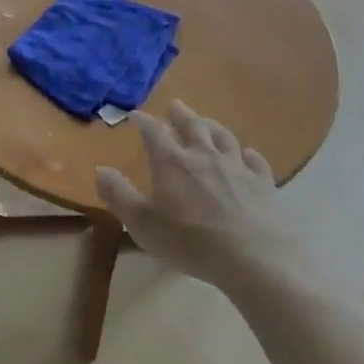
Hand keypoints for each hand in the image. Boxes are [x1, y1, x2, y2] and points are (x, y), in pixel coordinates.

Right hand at [95, 102, 300, 283]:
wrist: (253, 257)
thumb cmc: (190, 242)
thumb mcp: (143, 224)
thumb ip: (119, 196)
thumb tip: (100, 169)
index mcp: (171, 162)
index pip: (153, 132)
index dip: (143, 121)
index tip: (134, 114)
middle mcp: (203, 155)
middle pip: (192, 125)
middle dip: (180, 114)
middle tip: (174, 105)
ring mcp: (236, 167)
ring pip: (223, 137)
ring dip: (212, 126)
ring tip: (206, 122)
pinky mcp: (262, 182)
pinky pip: (254, 161)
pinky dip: (248, 154)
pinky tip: (247, 155)